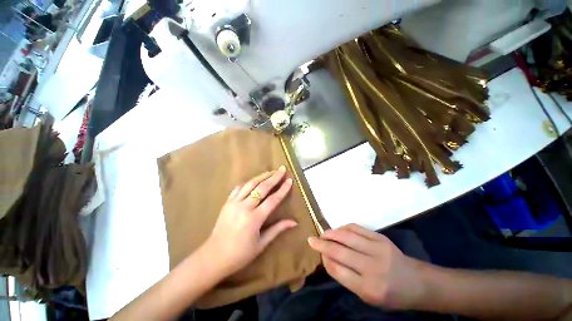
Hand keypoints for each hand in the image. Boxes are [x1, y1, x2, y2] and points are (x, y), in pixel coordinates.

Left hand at [201, 166, 296, 279]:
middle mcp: (245, 207)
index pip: (273, 200)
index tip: (290, 180)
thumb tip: (294, 222)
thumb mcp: (261, 244)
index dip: (282, 189)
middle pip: (262, 187)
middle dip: (274, 177)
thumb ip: (278, 229)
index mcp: (254, 219)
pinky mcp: (227, 202)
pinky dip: (248, 183)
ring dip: (262, 176)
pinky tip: (254, 180)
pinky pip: (239, 188)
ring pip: (251, 184)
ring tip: (271, 171)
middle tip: (282, 169)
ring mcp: (234, 203)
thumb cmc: (240, 254)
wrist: (213, 257)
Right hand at [308, 224, 425, 309]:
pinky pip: (356, 228)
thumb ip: (346, 278)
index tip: (318, 253)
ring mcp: (377, 249)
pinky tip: (338, 230)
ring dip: (331, 233)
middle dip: (322, 244)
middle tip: (311, 240)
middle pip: (339, 250)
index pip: (337, 269)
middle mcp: (372, 267)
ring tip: (323, 234)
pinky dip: (343, 228)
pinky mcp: (380, 237)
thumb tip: (327, 258)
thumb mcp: (367, 296)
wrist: (415, 282)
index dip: (324, 259)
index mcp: (368, 288)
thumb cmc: (390, 295)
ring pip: (346, 236)